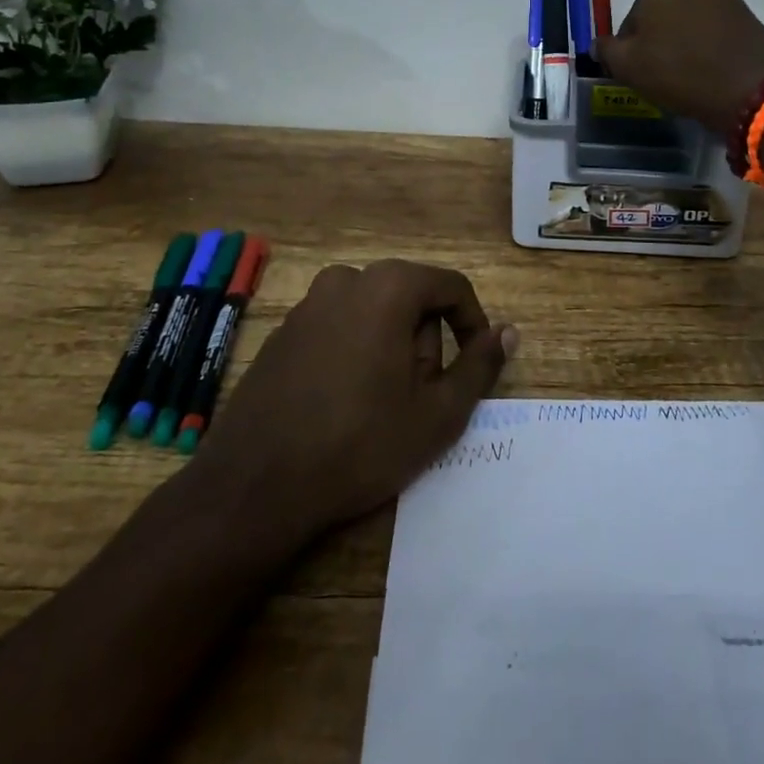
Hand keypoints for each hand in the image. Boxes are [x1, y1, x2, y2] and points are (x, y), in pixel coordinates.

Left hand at [187, 261, 517, 542]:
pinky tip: (342, 403)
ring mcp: (308, 303)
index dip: (472, 324)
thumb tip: (508, 332)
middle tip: (419, 398)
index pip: (451, 287)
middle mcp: (346, 279)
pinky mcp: (283, 331)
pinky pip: (338, 327)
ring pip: (374, 313)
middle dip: (425, 342)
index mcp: (388, 287)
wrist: (256, 484)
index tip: (474, 366)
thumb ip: (480, 365)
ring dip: (390, 348)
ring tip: (381, 405)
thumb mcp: (438, 413)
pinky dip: (354, 353)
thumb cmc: (360, 444)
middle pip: (411, 299)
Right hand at [590, 0, 763, 131]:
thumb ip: (608, 49)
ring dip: (661, 14)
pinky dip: (685, 22)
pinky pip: (701, 5)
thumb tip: (602, 45)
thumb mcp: (630, 65)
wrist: (754, 92)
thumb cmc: (682, 68)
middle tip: (626, 43)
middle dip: (636, 2)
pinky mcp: (740, 8)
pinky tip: (682, 59)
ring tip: (654, 57)